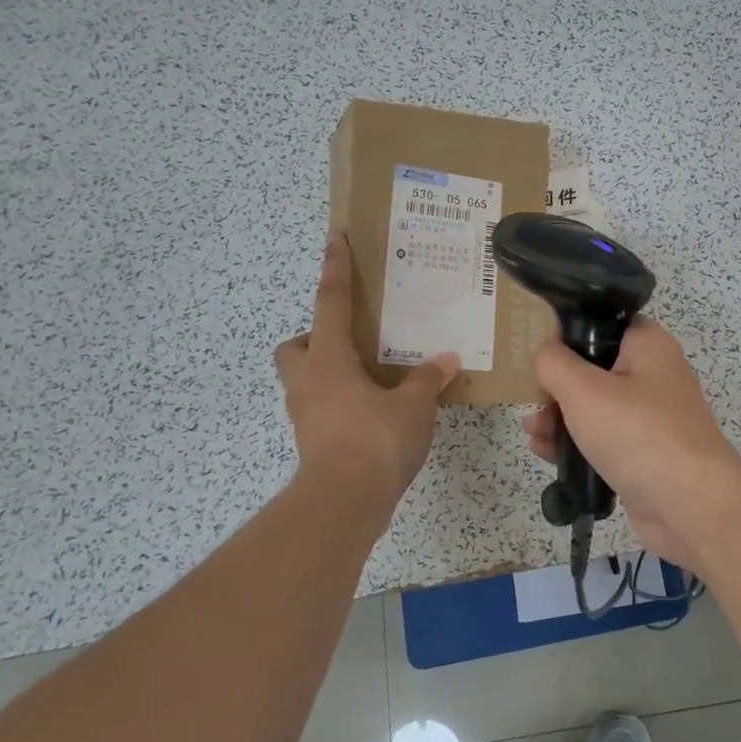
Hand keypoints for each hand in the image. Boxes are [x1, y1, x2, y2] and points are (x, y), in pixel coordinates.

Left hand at [276, 233, 458, 510]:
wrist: (344, 503)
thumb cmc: (375, 440)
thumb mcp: (414, 405)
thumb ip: (428, 379)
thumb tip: (446, 360)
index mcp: (328, 359)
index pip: (330, 301)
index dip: (335, 268)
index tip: (335, 238)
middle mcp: (308, 381)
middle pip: (294, 345)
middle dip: (314, 337)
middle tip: (351, 341)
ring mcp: (305, 414)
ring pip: (304, 379)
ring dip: (328, 372)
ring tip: (370, 377)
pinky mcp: (312, 442)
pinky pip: (320, 408)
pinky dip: (340, 403)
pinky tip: (373, 412)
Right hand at [520, 316, 740, 572]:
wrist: (691, 506)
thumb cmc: (638, 434)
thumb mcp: (584, 390)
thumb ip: (554, 363)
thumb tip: (544, 353)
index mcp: (647, 345)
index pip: (602, 323)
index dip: (567, 335)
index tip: (540, 356)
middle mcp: (652, 374)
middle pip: (593, 369)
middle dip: (557, 388)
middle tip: (535, 405)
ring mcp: (650, 416)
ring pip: (594, 407)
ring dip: (560, 419)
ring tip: (534, 435)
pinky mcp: (644, 453)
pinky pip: (603, 439)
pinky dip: (578, 444)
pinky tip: (548, 455)